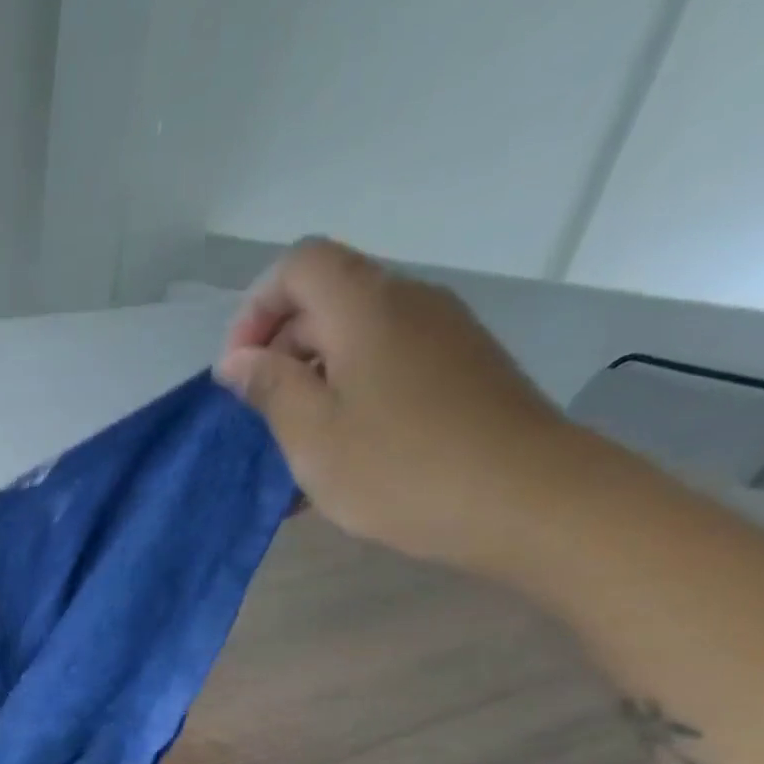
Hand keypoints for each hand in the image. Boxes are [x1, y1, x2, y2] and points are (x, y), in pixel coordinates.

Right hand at [217, 238, 578, 574]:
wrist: (525, 499)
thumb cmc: (398, 467)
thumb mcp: (311, 434)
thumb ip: (269, 387)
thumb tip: (238, 358)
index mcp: (366, 307)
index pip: (300, 265)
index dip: (257, 308)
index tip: (240, 370)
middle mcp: (409, 303)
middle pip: (328, 299)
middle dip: (280, 350)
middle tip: (261, 417)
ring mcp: (443, 335)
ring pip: (357, 336)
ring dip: (314, 379)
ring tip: (299, 445)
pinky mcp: (462, 369)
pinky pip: (388, 363)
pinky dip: (352, 393)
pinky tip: (344, 451)